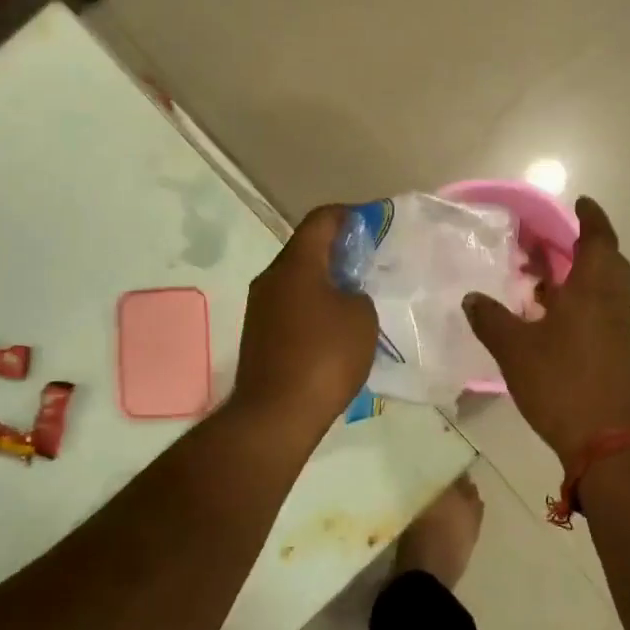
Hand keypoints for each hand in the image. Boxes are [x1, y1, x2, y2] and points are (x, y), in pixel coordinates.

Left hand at [230, 205, 378, 439]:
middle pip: (306, 249)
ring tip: (355, 295)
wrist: (276, 413)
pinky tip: (334, 326)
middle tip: (368, 262)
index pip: (320, 220)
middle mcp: (271, 278)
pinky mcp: (259, 333)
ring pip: (297, 279)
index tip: (371, 223)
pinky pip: (290, 305)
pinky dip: (313, 305)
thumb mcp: (361, 318)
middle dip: (337, 250)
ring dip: (325, 281)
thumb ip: (357, 294)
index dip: (347, 215)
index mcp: (297, 264)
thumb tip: (344, 295)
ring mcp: (261, 307)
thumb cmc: (324, 357)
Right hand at [464, 197, 629, 464]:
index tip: (580, 203)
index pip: (598, 241)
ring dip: (580, 276)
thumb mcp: (515, 350)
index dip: (591, 219)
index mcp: (592, 292)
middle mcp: (610, 305)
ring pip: (604, 290)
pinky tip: (549, 319)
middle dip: (587, 245)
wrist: (609, 443)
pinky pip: (599, 313)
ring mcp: (617, 332)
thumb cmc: (563, 384)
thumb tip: (471, 297)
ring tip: (543, 278)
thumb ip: (491, 320)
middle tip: (557, 240)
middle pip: (608, 263)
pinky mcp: (616, 355)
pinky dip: (579, 304)